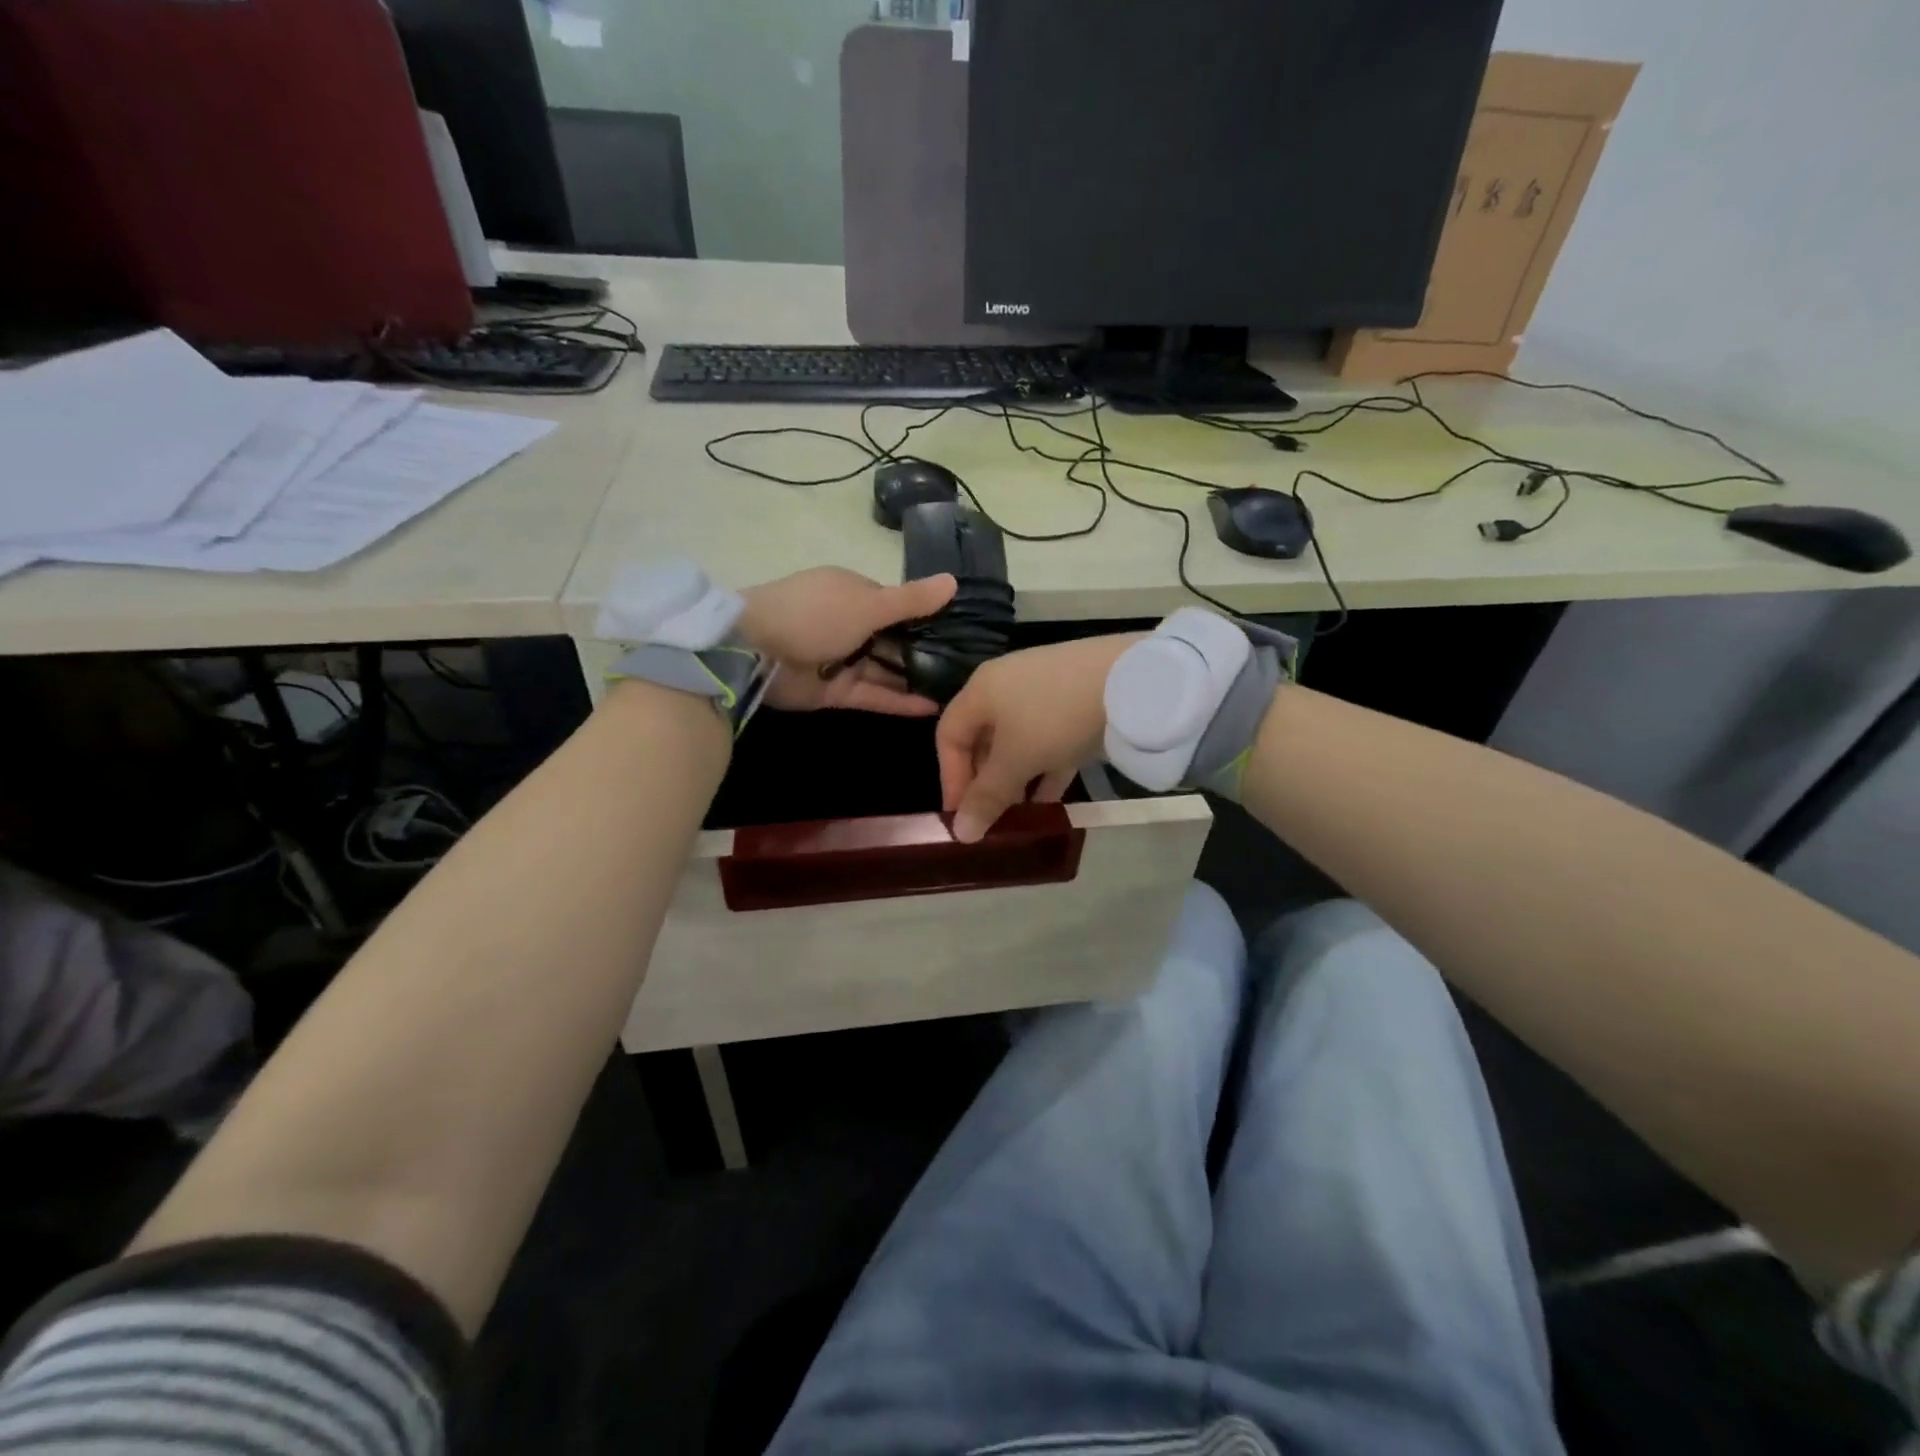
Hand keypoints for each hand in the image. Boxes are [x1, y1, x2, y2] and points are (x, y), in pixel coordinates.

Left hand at [740, 567, 956, 714]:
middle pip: (894, 640)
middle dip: (926, 652)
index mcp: (853, 592)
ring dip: (916, 679)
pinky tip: (933, 709)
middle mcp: (850, 623)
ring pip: (886, 670)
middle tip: (968, 669)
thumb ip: (911, 600)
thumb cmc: (814, 614)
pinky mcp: (835, 691)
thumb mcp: (868, 603)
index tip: (964, 631)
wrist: (755, 651)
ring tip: (958, 692)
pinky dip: (900, 701)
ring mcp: (842, 659)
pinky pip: (874, 694)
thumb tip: (954, 581)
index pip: (897, 604)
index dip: (928, 617)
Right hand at [935, 634, 1144, 841]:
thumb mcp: (1016, 760)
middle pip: (983, 739)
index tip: (962, 815)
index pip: (948, 735)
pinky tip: (1050, 802)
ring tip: (1019, 816)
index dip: (950, 777)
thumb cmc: (1055, 717)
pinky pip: (1048, 741)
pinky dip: (1044, 769)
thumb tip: (960, 833)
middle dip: (985, 782)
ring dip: (1015, 780)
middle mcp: (1006, 686)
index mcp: (981, 690)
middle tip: (992, 818)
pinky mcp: (1074, 703)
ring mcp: (1043, 693)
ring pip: (1017, 743)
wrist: (1132, 681)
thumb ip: (987, 796)